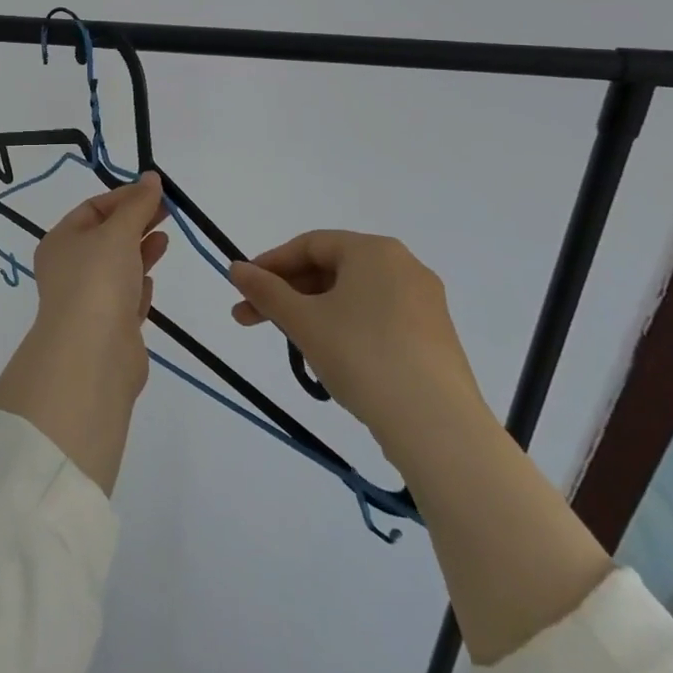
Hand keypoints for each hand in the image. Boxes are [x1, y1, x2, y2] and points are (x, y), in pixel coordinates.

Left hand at [31, 173, 169, 337]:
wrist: (93, 354)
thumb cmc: (98, 280)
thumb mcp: (118, 232)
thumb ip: (137, 205)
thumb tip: (151, 178)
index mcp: (61, 241)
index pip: (93, 208)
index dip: (125, 197)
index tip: (157, 192)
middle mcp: (69, 269)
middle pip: (106, 236)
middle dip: (136, 222)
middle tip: (169, 211)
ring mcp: (89, 300)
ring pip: (117, 267)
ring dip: (140, 251)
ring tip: (165, 239)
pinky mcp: (109, 328)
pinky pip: (124, 299)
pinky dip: (138, 286)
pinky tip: (151, 281)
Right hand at [228, 231, 485, 457]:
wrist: (437, 427)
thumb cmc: (362, 356)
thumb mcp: (303, 321)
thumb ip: (266, 291)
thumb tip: (235, 268)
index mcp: (374, 250)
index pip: (310, 245)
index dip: (271, 264)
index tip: (243, 289)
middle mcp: (404, 267)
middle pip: (331, 270)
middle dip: (288, 294)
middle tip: (250, 320)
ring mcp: (424, 304)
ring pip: (353, 298)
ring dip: (313, 314)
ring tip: (292, 346)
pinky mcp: (435, 339)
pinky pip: (377, 320)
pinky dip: (346, 330)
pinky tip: (331, 360)